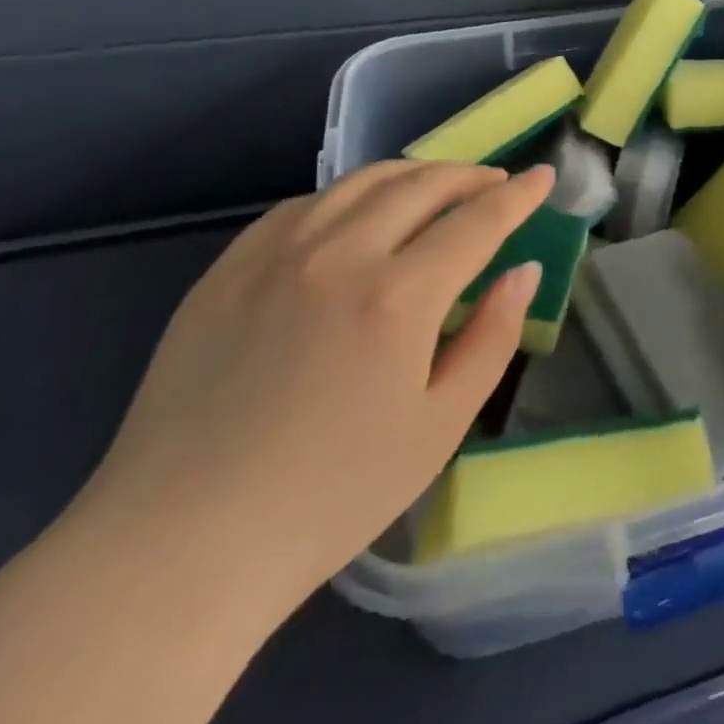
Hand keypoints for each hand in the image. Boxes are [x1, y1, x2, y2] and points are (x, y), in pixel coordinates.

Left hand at [72, 160, 552, 608]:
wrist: (178, 548)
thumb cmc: (330, 497)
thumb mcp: (440, 425)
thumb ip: (492, 336)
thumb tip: (523, 270)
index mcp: (399, 296)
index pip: (478, 220)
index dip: (519, 194)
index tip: (544, 176)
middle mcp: (340, 254)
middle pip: (422, 185)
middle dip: (471, 176)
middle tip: (496, 183)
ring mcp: (275, 255)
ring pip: (362, 182)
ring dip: (414, 175)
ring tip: (438, 187)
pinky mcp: (227, 269)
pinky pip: (304, 205)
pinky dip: (350, 195)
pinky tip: (359, 214)